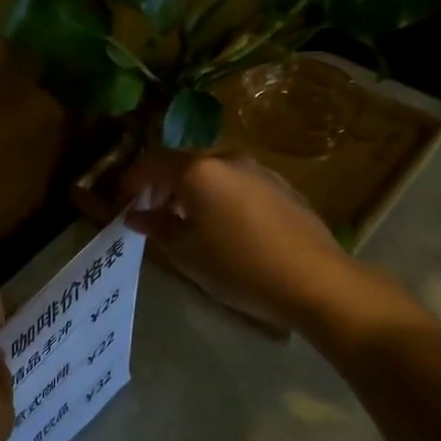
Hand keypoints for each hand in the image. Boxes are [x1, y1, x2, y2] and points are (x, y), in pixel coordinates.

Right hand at [123, 150, 357, 329]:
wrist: (315, 280)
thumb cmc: (239, 267)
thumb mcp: (187, 253)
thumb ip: (157, 227)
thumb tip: (135, 215)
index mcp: (198, 171)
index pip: (153, 161)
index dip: (133, 178)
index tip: (125, 200)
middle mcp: (228, 159)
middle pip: (184, 162)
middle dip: (164, 184)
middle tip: (155, 213)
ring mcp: (259, 170)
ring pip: (214, 171)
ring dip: (195, 190)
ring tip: (190, 222)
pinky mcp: (283, 185)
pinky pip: (240, 182)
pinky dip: (222, 195)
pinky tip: (228, 227)